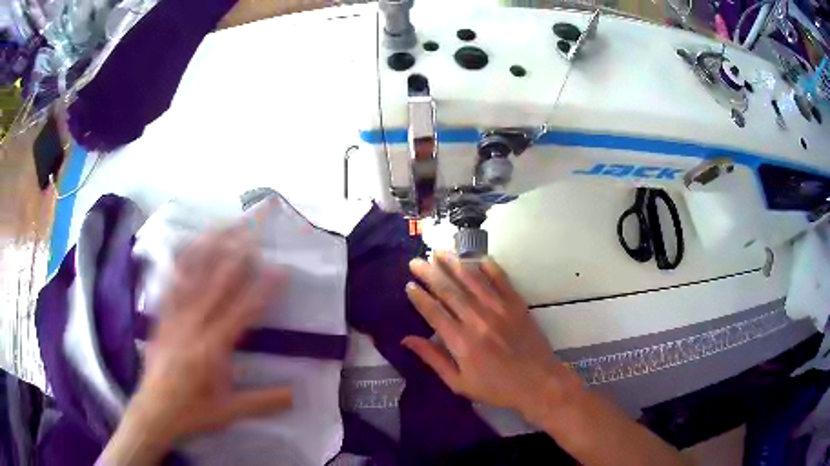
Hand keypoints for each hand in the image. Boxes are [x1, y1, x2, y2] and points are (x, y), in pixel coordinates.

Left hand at [125, 227, 291, 446]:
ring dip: (207, 251)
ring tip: (220, 229)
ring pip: (191, 278)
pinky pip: (170, 287)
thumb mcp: (230, 411)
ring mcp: (173, 318)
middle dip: (235, 256)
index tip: (279, 270)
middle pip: (216, 285)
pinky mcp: (161, 318)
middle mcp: (192, 326)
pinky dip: (179, 266)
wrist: (154, 411)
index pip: (242, 313)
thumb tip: (296, 394)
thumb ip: (263, 401)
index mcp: (212, 349)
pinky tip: (185, 249)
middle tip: (252, 233)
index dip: (262, 290)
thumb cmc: (193, 412)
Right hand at [403, 253, 582, 423]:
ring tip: (439, 251)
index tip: (409, 285)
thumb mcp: (459, 383)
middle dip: (430, 273)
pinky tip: (476, 256)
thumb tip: (406, 340)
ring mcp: (500, 309)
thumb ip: (433, 359)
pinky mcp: (517, 304)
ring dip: (454, 263)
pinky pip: (500, 279)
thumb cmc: (496, 388)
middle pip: (449, 290)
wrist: (539, 383)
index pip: (434, 312)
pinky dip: (487, 265)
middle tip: (416, 261)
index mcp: (461, 342)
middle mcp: (478, 320)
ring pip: (472, 279)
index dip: (419, 297)